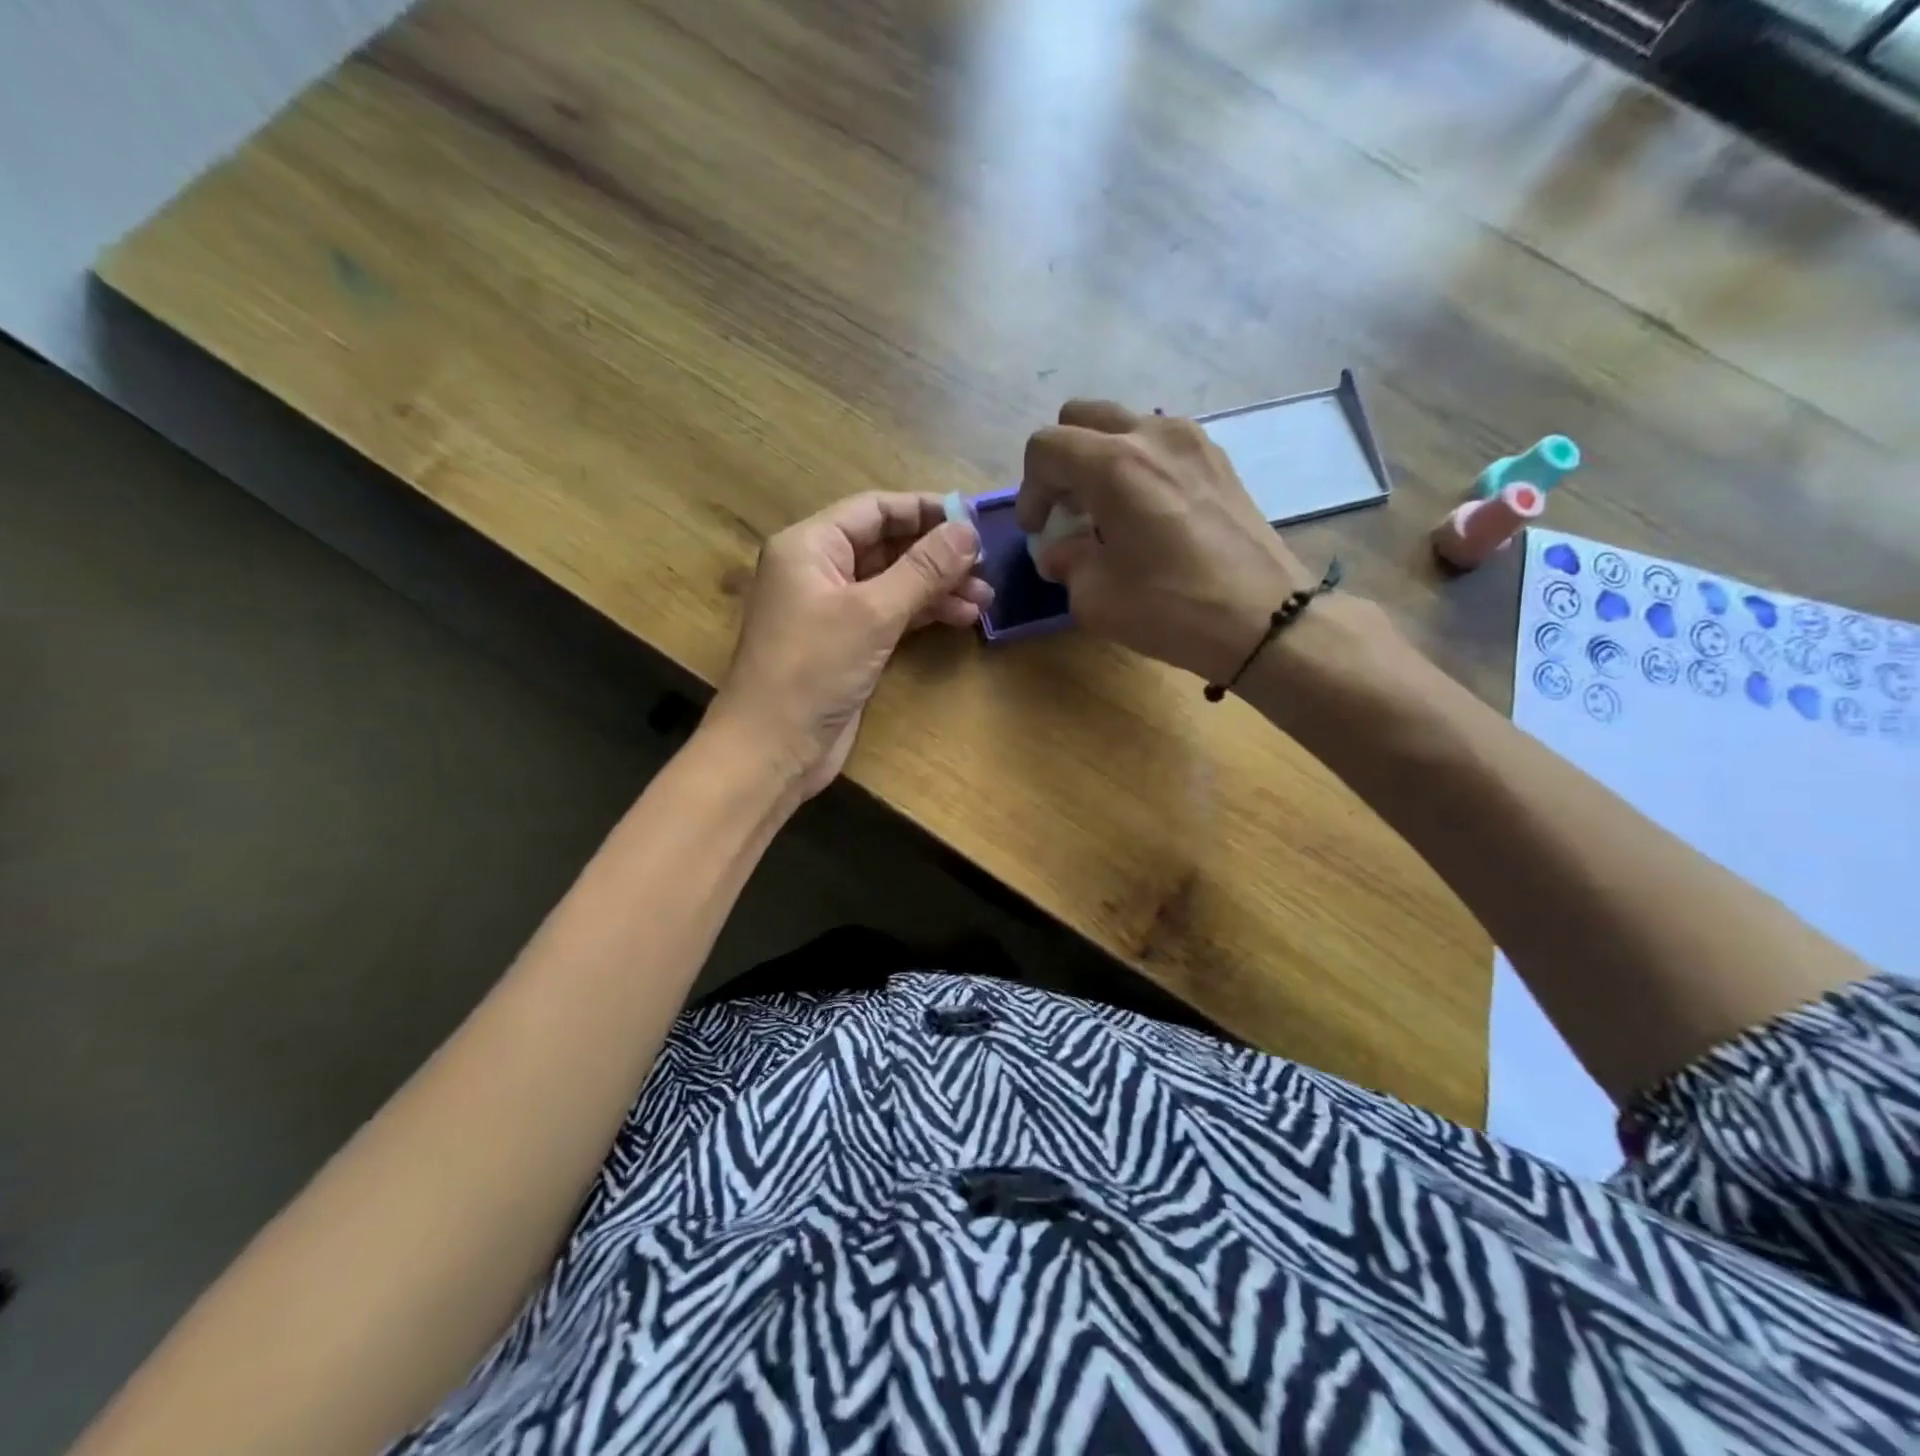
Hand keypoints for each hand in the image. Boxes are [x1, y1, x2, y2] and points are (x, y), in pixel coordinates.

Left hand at [708, 492, 989, 800]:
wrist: (773, 748)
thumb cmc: (813, 669)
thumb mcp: (873, 612)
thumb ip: (923, 569)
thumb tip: (968, 530)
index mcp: (810, 545)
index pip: (875, 509)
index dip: (926, 510)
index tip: (975, 520)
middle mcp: (819, 569)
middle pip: (887, 545)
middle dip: (937, 555)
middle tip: (987, 566)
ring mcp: (832, 609)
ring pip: (893, 582)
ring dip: (938, 587)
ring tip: (985, 599)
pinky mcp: (847, 643)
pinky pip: (890, 614)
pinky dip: (923, 614)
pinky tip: (961, 618)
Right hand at [1016, 401, 1319, 683]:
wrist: (1264, 619)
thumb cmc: (1172, 608)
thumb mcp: (1096, 598)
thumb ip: (1066, 563)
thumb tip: (1059, 551)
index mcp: (1114, 465)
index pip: (1046, 447)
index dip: (1029, 489)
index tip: (1038, 530)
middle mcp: (1152, 436)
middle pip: (1082, 417)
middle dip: (1062, 461)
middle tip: (1066, 510)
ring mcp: (1192, 441)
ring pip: (1124, 425)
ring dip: (1100, 459)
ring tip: (1105, 512)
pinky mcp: (1218, 459)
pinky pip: (1160, 443)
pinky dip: (1138, 465)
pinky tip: (1145, 513)